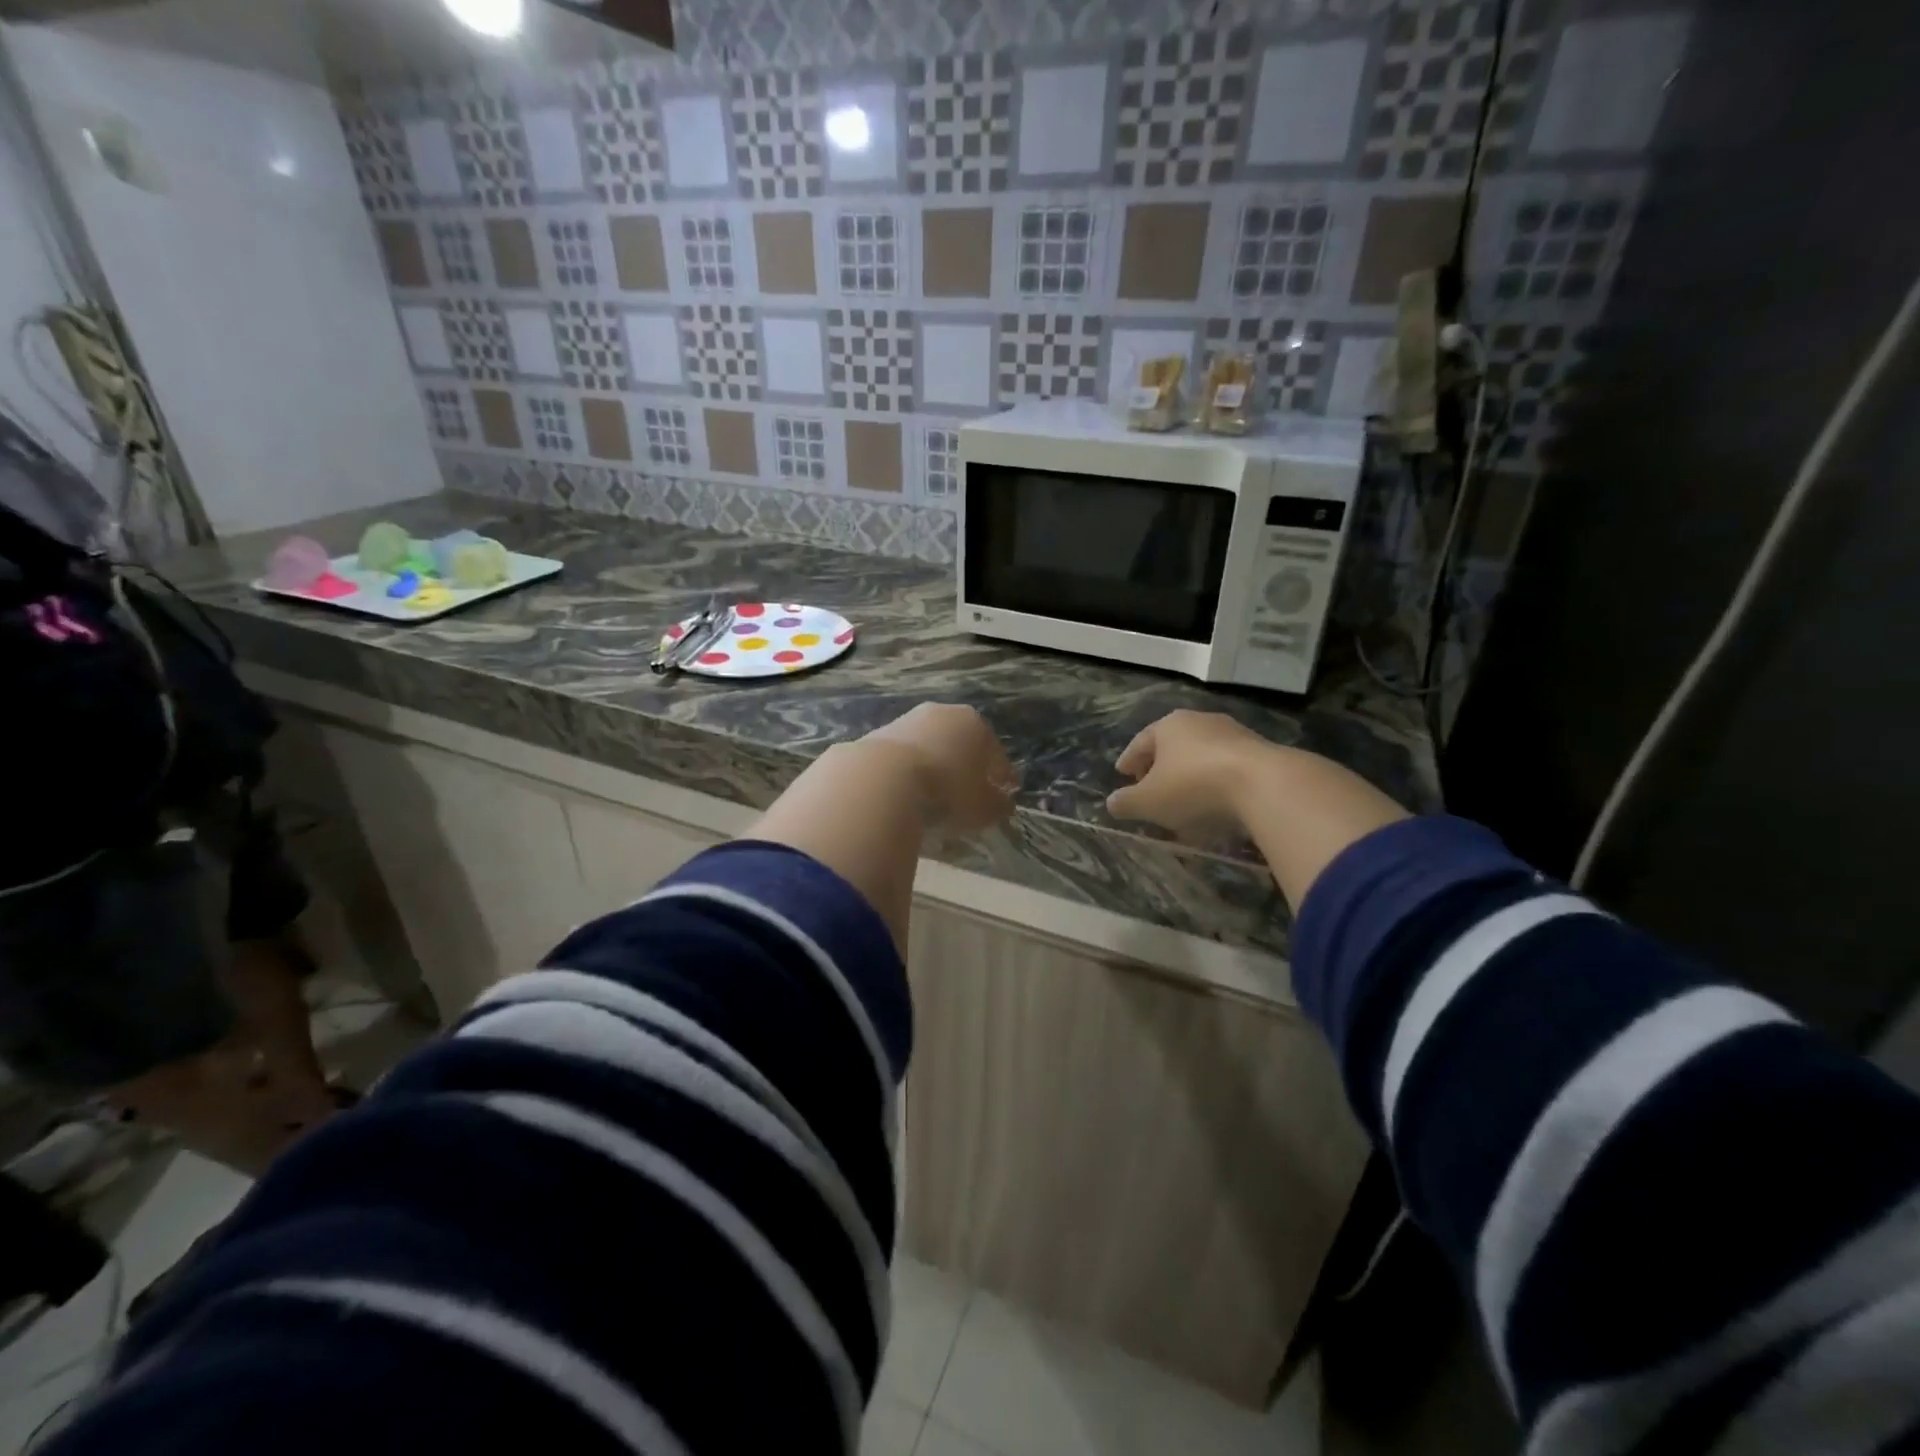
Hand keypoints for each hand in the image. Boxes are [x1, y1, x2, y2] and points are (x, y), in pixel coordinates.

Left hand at [862, 703, 1017, 832]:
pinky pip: (903, 757)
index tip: (1004, 793)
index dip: (1002, 775)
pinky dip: (909, 771)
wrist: (882, 779)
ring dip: (935, 766)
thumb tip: (1003, 803)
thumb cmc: (947, 791)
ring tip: (935, 794)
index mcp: (975, 724)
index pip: (995, 752)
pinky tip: (907, 792)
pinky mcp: (877, 734)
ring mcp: (907, 720)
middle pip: (961, 743)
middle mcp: (942, 713)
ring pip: (930, 746)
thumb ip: (997, 805)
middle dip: (967, 765)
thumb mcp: (982, 807)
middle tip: (969, 792)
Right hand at [1106, 710, 1279, 840]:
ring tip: (1184, 805)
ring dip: (1189, 779)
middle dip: (1160, 769)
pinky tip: (1214, 809)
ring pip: (1202, 758)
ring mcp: (1234, 735)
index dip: (1129, 760)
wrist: (1264, 785)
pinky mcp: (1261, 754)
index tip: (1122, 773)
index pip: (1141, 742)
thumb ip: (1126, 802)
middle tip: (1150, 789)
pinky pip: (1227, 771)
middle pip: (1173, 747)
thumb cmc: (1193, 786)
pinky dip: (1215, 787)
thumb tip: (1112, 803)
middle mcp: (1201, 721)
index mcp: (1169, 725)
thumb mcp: (1148, 801)